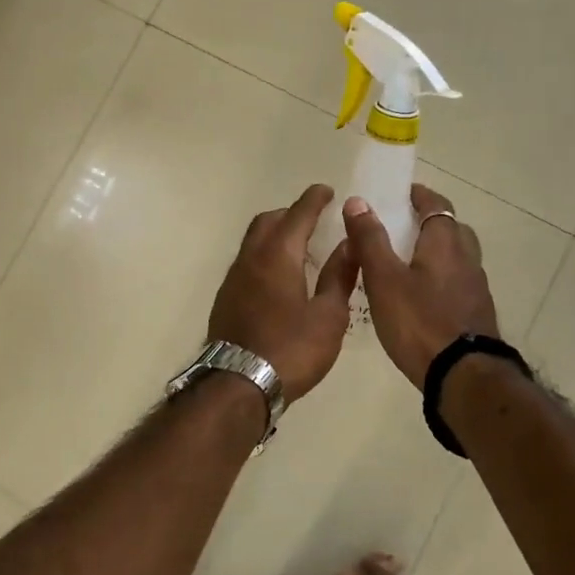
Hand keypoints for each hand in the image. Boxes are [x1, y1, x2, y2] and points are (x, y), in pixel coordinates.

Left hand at [209, 184, 358, 400]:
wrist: (238, 384)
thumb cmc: (291, 349)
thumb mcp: (328, 316)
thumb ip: (339, 275)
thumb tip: (348, 243)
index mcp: (278, 255)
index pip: (297, 215)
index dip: (314, 200)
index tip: (327, 191)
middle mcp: (251, 259)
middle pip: (268, 222)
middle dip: (290, 214)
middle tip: (313, 219)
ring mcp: (233, 279)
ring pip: (253, 242)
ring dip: (274, 235)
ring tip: (299, 248)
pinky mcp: (225, 298)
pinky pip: (246, 263)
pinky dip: (264, 257)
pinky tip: (279, 278)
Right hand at [342, 183, 499, 386]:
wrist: (463, 376)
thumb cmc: (419, 322)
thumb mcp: (384, 279)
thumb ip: (370, 240)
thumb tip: (357, 201)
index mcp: (445, 243)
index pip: (436, 205)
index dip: (419, 196)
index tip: (401, 192)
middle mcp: (466, 259)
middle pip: (451, 229)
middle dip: (428, 223)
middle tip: (400, 227)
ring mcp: (476, 288)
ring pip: (456, 257)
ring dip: (435, 252)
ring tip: (406, 264)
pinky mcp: (476, 313)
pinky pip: (457, 283)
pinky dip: (440, 279)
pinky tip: (421, 297)